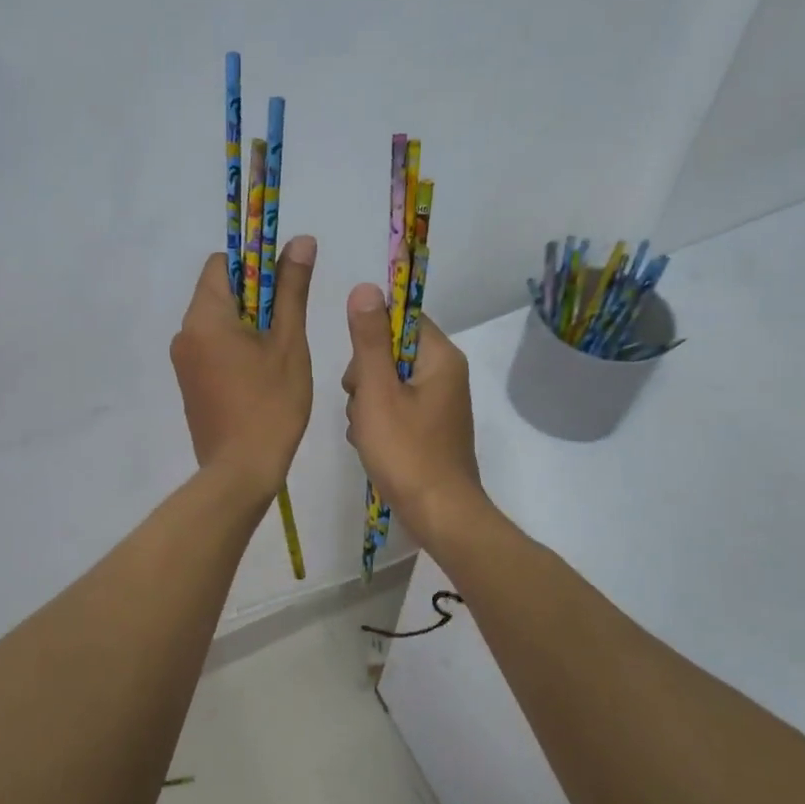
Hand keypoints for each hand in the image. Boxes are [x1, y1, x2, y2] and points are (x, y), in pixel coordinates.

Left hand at [169, 237, 316, 498]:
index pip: (222, 264)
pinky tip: (261, 376)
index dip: (255, 265)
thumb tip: (299, 240)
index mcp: (204, 316)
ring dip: (248, 326)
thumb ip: (292, 289)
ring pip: (217, 323)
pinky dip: (235, 349)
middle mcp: (185, 333)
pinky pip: (212, 349)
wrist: (241, 471)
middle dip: (256, 298)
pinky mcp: (189, 384)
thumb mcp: (288, 342)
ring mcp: (183, 361)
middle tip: (288, 326)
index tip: (284, 286)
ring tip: (278, 355)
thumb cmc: (271, 404)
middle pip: (219, 293)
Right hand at [342, 283, 484, 540]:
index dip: (372, 336)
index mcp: (441, 358)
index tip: (359, 368)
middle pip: (391, 352)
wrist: (439, 515)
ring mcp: (439, 403)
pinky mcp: (430, 428)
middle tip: (363, 405)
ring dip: (367, 402)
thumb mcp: (377, 392)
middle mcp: (446, 374)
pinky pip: (396, 408)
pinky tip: (371, 443)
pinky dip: (378, 422)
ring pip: (388, 382)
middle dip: (365, 376)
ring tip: (367, 431)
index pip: (402, 319)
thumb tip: (365, 288)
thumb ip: (369, 341)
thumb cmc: (407, 451)